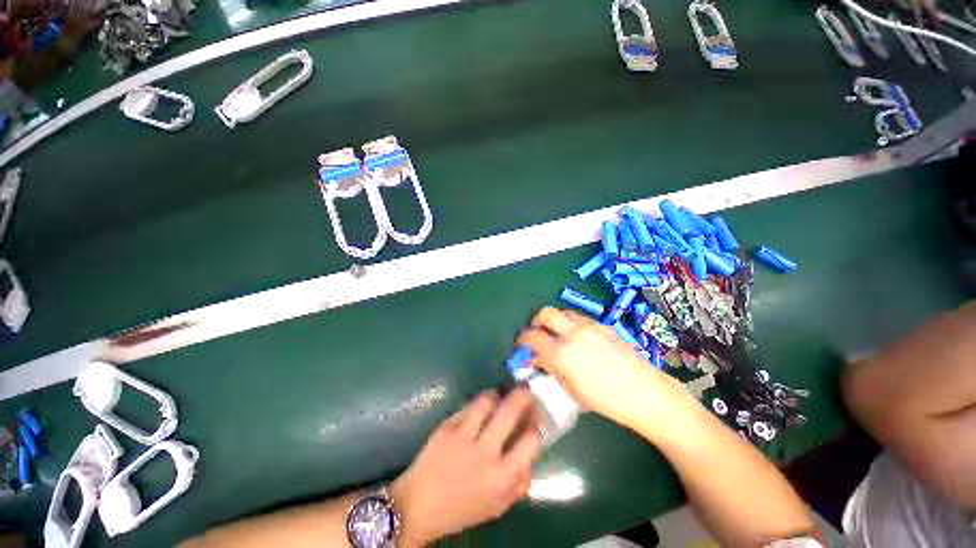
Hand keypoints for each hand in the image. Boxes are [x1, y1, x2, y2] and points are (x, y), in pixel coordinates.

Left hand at [390, 389, 540, 545]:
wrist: (417, 506)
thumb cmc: (461, 508)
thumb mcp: (497, 506)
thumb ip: (519, 484)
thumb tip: (532, 457)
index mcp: (501, 477)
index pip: (530, 441)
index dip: (536, 425)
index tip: (535, 418)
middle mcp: (485, 453)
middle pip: (510, 412)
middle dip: (523, 396)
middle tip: (525, 390)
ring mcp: (463, 437)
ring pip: (487, 401)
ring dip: (497, 394)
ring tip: (499, 395)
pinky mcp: (447, 427)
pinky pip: (467, 407)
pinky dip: (477, 403)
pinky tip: (479, 406)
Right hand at [517, 307, 687, 429]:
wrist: (645, 392)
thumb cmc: (605, 400)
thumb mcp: (572, 390)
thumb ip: (551, 369)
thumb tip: (536, 359)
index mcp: (562, 353)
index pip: (532, 337)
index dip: (523, 340)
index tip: (522, 345)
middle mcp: (572, 334)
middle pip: (546, 313)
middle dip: (536, 321)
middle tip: (537, 332)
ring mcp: (589, 327)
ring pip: (563, 312)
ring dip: (555, 321)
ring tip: (558, 335)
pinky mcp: (602, 325)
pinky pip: (580, 318)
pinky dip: (572, 324)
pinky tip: (579, 339)